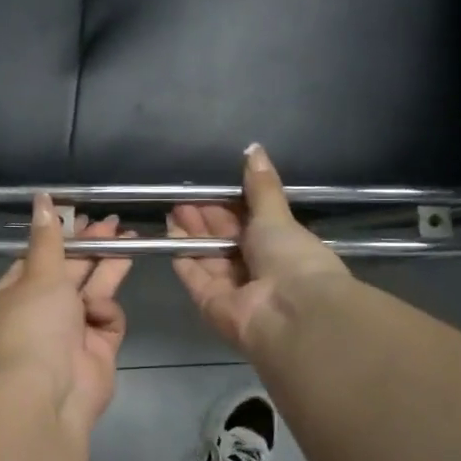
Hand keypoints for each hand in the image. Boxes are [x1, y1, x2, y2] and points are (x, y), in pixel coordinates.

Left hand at [0, 195, 135, 434]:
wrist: (49, 391)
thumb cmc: (34, 324)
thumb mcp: (39, 273)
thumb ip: (49, 237)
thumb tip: (42, 198)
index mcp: (11, 295)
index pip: (36, 259)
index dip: (59, 238)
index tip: (80, 217)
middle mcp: (39, 313)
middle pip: (68, 273)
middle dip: (90, 248)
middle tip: (113, 223)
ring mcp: (69, 332)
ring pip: (92, 291)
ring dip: (107, 267)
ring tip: (130, 239)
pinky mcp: (97, 348)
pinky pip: (106, 319)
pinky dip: (105, 313)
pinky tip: (101, 311)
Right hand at [169, 143, 350, 352]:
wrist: (292, 311)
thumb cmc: (292, 258)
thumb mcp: (277, 215)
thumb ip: (261, 186)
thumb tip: (254, 149)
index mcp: (279, 248)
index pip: (249, 224)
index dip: (228, 207)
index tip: (209, 189)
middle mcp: (256, 269)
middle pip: (224, 241)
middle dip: (205, 218)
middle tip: (184, 196)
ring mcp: (233, 288)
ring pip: (206, 255)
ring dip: (191, 232)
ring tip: (174, 207)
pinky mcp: (211, 303)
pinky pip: (194, 275)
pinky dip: (182, 254)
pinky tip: (169, 231)